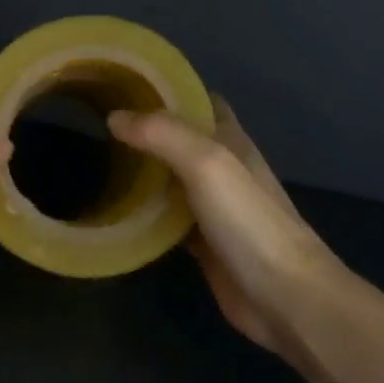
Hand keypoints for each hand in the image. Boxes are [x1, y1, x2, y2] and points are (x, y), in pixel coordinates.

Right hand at [110, 99, 346, 362]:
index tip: (125, 85)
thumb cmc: (249, 221)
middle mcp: (221, 167)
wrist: (285, 297)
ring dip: (141, 169)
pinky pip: (165, 217)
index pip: (198, 100)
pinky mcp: (202, 242)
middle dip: (145, 128)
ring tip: (98, 157)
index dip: (167, 89)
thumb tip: (115, 117)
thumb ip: (162, 134)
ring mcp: (212, 206)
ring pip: (169, 177)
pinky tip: (114, 208)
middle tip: (98, 120)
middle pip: (178, 138)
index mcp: (230, 139)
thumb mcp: (207, 163)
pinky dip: (142, 210)